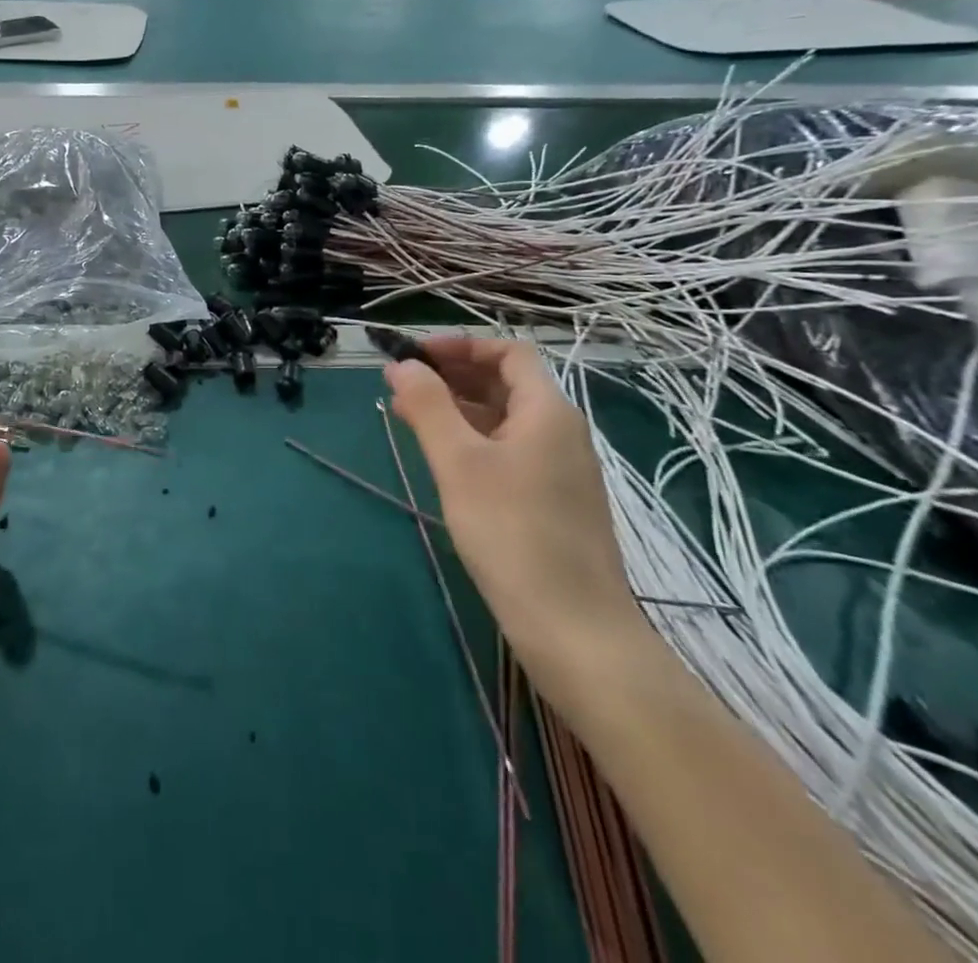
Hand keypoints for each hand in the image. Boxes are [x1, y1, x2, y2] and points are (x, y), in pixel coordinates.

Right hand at [384, 338, 647, 694]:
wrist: (575, 631)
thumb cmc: (512, 533)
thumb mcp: (459, 463)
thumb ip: (428, 406)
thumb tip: (402, 365)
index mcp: (548, 412)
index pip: (508, 353)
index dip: (461, 346)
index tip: (414, 356)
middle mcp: (561, 432)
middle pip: (506, 384)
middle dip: (452, 376)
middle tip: (402, 386)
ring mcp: (561, 470)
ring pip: (504, 419)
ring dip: (458, 409)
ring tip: (409, 417)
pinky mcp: (553, 502)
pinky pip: (509, 451)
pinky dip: (473, 441)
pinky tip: (443, 460)